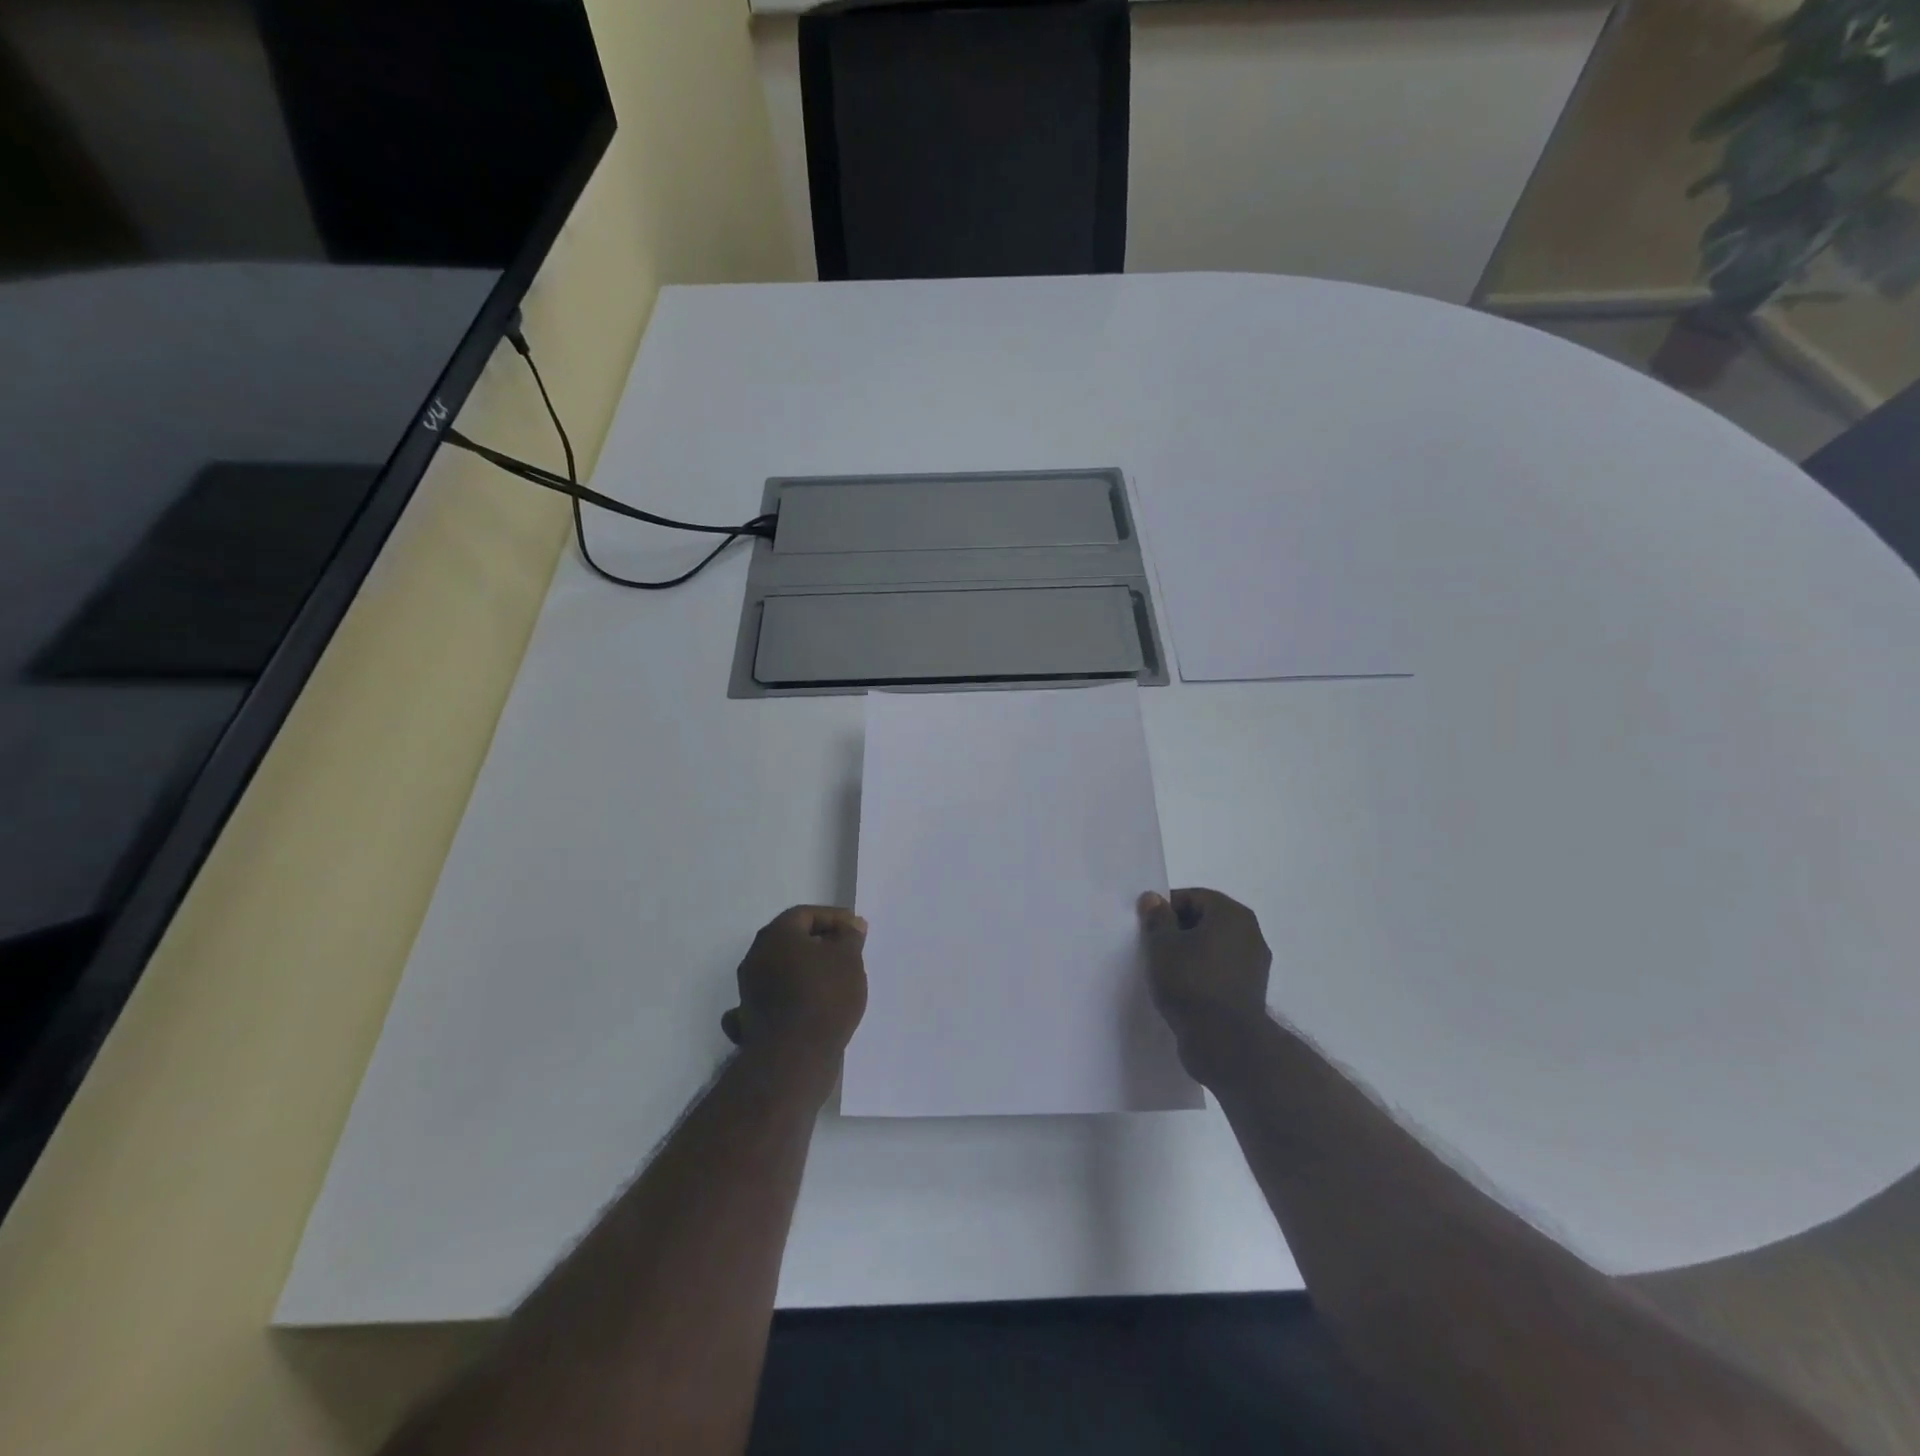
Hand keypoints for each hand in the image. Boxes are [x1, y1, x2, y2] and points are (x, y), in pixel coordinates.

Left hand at [722, 905, 868, 1062]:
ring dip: (805, 972)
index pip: (806, 914)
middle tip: (847, 953)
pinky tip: (804, 1007)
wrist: (794, 1056)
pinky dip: (788, 1000)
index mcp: (776, 935)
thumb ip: (849, 936)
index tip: (856, 931)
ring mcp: (749, 991)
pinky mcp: (751, 1021)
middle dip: (820, 944)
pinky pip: (771, 1001)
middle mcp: (756, 957)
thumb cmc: (824, 995)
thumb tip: (850, 925)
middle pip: (791, 941)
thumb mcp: (848, 958)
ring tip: (835, 982)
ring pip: (781, 971)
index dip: (834, 918)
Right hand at [1138, 888, 1271, 1079]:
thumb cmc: (1191, 983)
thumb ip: (1156, 918)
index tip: (1147, 929)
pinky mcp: (1251, 991)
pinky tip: (1183, 990)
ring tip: (1166, 972)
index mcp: (1232, 914)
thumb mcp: (1162, 945)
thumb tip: (1153, 898)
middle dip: (1178, 931)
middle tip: (1153, 949)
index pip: (1192, 897)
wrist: (1226, 1043)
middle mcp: (1250, 933)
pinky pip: (1220, 971)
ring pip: (1212, 947)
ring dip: (1190, 954)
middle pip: (1205, 921)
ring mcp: (1254, 964)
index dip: (1166, 909)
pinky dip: (1202, 974)